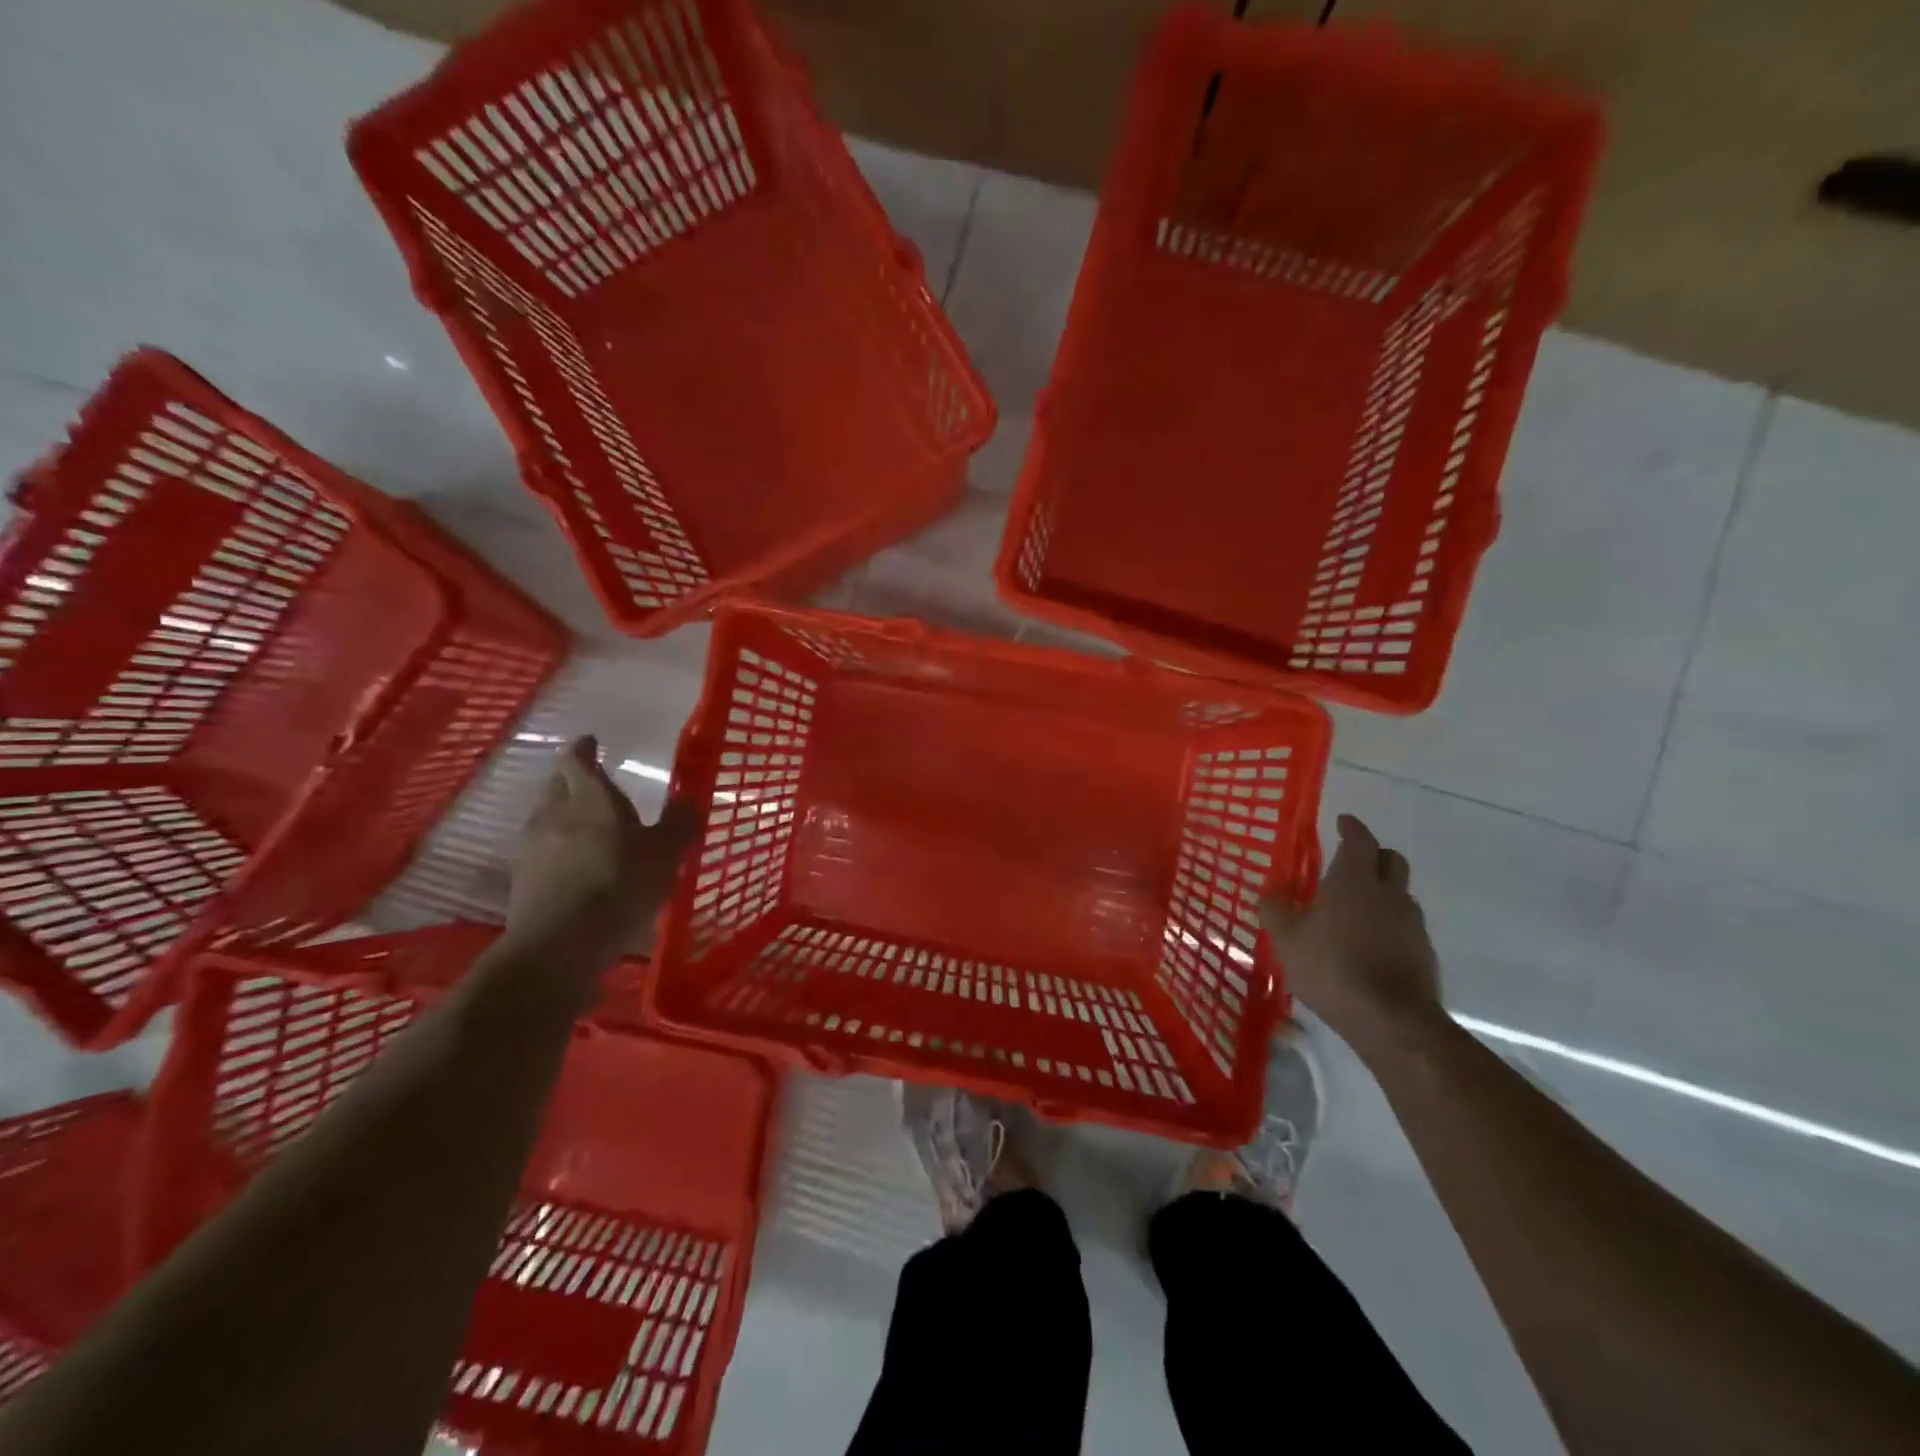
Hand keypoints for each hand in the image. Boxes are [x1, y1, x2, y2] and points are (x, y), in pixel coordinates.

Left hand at [504, 736, 698, 968]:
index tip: (592, 742)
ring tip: (585, 823)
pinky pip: (541, 849)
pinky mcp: (522, 879)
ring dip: (563, 813)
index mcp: (590, 797)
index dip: (584, 748)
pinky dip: (557, 847)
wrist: (559, 944)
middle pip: (558, 785)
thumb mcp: (666, 854)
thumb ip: (679, 824)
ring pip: (546, 816)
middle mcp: (554, 813)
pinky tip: (574, 863)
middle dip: (573, 779)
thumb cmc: (619, 886)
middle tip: (592, 782)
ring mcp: (532, 846)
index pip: (578, 760)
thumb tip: (689, 800)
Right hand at [1261, 814, 1443, 1047]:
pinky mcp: (1424, 954)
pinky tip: (1369, 945)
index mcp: (1354, 880)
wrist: (1392, 1020)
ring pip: (1400, 895)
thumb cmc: (1332, 967)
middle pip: (1391, 860)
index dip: (1352, 828)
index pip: (1360, 840)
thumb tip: (1269, 895)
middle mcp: (1389, 894)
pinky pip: (1405, 927)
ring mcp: (1412, 924)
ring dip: (1382, 893)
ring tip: (1355, 910)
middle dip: (1374, 855)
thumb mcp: (1287, 939)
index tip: (1343, 821)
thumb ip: (1275, 912)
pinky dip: (1388, 925)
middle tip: (1352, 861)